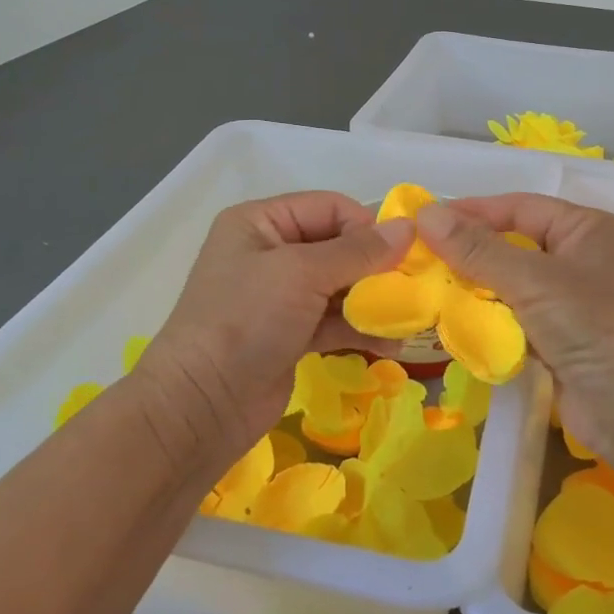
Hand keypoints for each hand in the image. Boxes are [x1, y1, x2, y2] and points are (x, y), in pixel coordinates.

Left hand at [133, 192, 413, 471]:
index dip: (366, 226)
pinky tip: (391, 344)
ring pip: (340, 286)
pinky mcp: (290, 333)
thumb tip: (407, 228)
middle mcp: (270, 252)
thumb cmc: (246, 320)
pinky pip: (334, 320)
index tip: (401, 255)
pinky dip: (360, 328)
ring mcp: (280, 296)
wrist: (201, 406)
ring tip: (407, 320)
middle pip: (338, 246)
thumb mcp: (301, 274)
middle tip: (412, 288)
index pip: (329, 207)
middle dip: (376, 267)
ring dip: (373, 301)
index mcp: (261, 222)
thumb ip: (358, 251)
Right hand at [417, 194, 613, 477]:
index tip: (424, 220)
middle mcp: (583, 259)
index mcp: (587, 230)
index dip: (473, 211)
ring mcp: (574, 302)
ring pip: (512, 284)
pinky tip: (454, 324)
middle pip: (514, 245)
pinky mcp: (563, 340)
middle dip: (469, 253)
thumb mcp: (533, 282)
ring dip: (475, 289)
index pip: (520, 207)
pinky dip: (489, 321)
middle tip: (419, 258)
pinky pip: (516, 319)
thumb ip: (478, 250)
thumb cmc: (595, 329)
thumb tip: (426, 213)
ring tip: (427, 290)